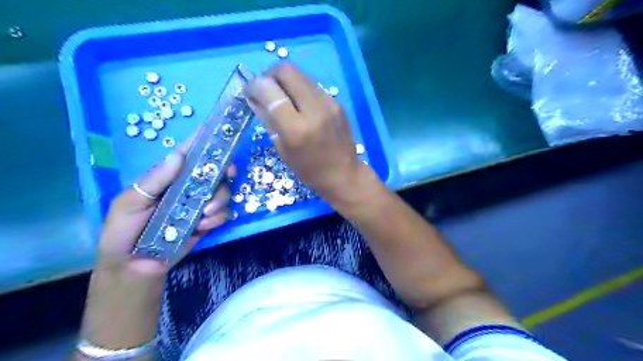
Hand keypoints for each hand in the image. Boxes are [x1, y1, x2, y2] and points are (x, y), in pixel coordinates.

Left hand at [97, 138, 233, 276]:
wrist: (134, 267)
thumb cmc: (123, 231)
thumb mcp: (130, 202)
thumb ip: (155, 180)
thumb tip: (178, 156)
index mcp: (169, 177)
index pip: (188, 153)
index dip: (204, 141)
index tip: (221, 133)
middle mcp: (188, 187)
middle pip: (215, 171)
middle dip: (224, 171)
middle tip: (226, 175)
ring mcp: (200, 204)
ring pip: (223, 191)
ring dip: (219, 200)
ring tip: (203, 215)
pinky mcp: (207, 222)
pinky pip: (224, 213)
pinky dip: (217, 218)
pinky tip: (202, 226)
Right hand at [244, 64, 366, 200]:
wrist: (344, 174)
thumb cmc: (309, 169)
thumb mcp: (282, 149)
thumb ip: (267, 119)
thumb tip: (253, 97)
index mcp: (296, 128)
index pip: (269, 89)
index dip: (254, 85)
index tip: (250, 92)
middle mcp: (314, 110)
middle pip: (286, 70)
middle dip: (269, 76)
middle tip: (266, 91)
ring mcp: (329, 103)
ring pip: (300, 74)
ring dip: (285, 81)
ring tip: (282, 98)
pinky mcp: (337, 102)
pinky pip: (312, 85)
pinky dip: (299, 89)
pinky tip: (299, 105)